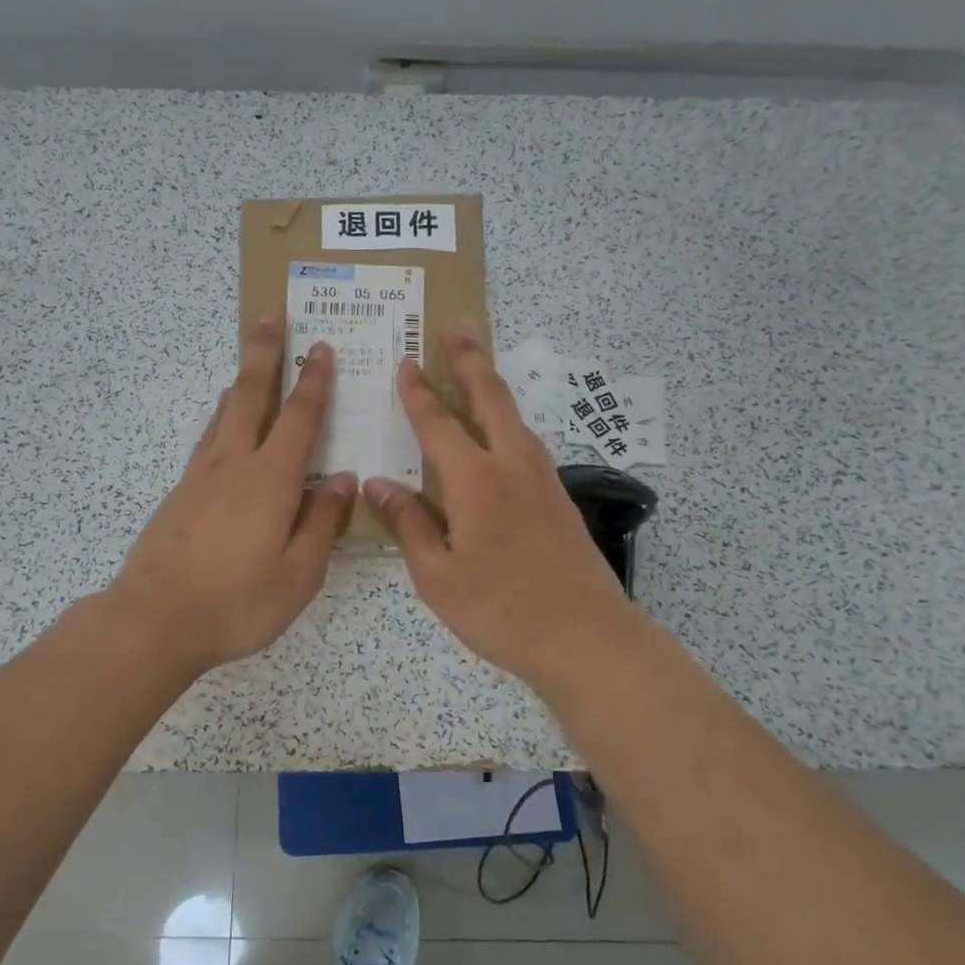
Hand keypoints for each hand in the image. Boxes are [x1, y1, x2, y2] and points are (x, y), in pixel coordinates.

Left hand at [110, 313, 355, 676]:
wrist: (154, 620)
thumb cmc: (237, 603)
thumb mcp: (298, 575)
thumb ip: (322, 523)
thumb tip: (342, 479)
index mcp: (271, 481)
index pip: (299, 418)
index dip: (314, 382)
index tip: (321, 347)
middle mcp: (234, 465)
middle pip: (251, 395)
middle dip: (264, 353)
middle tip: (270, 315)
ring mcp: (200, 476)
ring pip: (224, 413)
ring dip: (241, 381)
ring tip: (250, 360)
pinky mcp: (179, 493)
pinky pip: (207, 440)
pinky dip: (221, 418)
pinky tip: (223, 424)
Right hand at [363, 323, 646, 690]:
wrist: (587, 637)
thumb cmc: (501, 610)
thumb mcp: (437, 576)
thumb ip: (408, 524)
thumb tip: (378, 484)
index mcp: (475, 481)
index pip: (438, 424)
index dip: (418, 392)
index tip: (406, 361)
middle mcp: (512, 466)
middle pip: (490, 398)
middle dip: (470, 360)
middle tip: (458, 327)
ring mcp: (543, 480)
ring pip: (514, 418)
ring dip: (492, 386)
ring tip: (477, 368)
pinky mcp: (559, 499)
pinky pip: (526, 443)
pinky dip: (507, 421)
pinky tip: (501, 434)